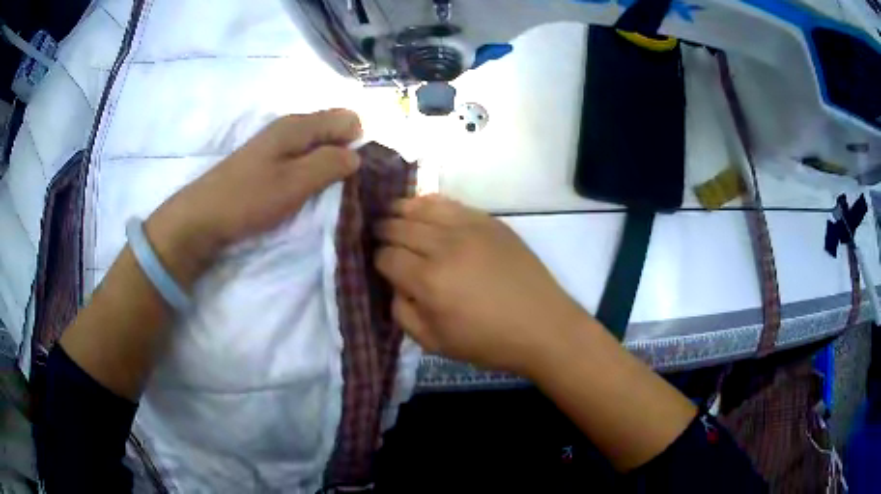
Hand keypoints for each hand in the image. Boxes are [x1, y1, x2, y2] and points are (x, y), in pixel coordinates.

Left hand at [145, 110, 362, 285]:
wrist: (202, 217)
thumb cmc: (249, 198)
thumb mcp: (295, 183)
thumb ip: (330, 164)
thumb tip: (357, 155)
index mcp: (298, 125)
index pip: (349, 119)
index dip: (359, 143)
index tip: (355, 174)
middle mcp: (290, 126)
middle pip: (334, 130)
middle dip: (345, 154)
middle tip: (342, 188)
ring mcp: (276, 143)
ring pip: (318, 146)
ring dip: (327, 166)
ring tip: (325, 194)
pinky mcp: (268, 161)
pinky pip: (302, 158)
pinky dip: (310, 173)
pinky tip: (304, 193)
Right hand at [375, 195, 588, 374]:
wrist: (542, 325)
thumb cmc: (488, 341)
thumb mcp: (434, 343)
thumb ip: (402, 312)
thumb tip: (393, 284)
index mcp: (429, 281)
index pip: (386, 257)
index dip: (376, 260)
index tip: (379, 265)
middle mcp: (444, 247)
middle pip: (399, 227)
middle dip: (382, 231)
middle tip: (376, 235)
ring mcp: (469, 228)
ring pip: (421, 207)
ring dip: (400, 210)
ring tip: (392, 213)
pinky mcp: (488, 221)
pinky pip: (450, 203)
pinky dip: (429, 203)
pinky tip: (423, 207)